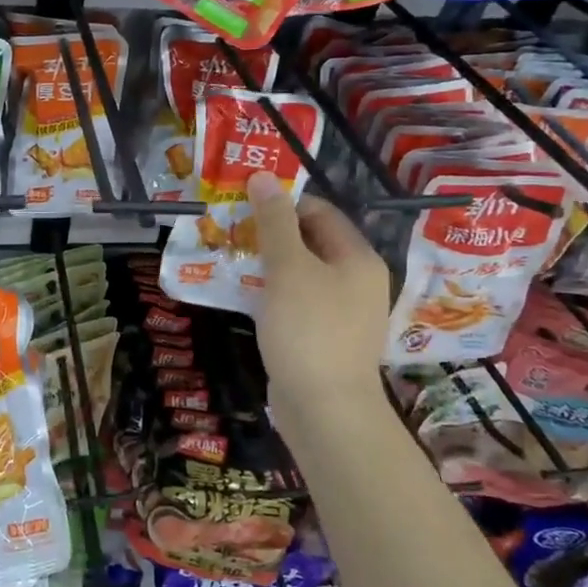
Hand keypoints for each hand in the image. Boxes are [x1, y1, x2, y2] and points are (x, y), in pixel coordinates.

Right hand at [247, 172, 392, 430]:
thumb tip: (263, 177)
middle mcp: (357, 280)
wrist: (325, 409)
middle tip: (229, 233)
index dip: (281, 204)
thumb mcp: (288, 268)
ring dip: (267, 265)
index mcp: (358, 258)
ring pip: (302, 274)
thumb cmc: (308, 330)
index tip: (241, 206)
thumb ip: (275, 222)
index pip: (319, 211)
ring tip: (230, 261)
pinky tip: (245, 297)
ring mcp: (343, 312)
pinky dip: (273, 294)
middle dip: (269, 235)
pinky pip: (298, 302)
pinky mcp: (326, 338)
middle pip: (311, 242)